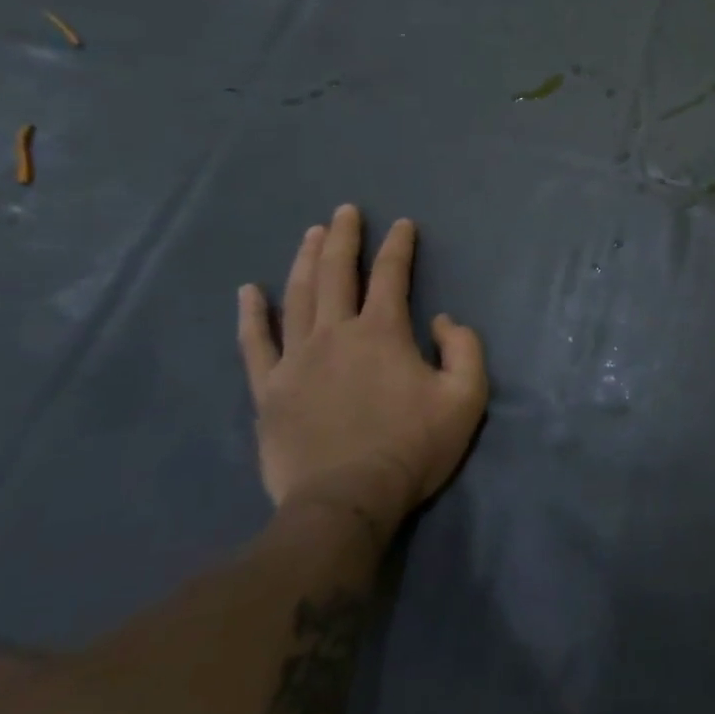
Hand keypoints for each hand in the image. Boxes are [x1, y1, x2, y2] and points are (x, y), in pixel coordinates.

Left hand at [238, 205, 488, 540]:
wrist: (346, 502)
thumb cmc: (412, 447)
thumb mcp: (466, 397)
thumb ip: (464, 348)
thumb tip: (440, 319)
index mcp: (383, 332)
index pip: (391, 275)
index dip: (398, 245)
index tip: (402, 224)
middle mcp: (336, 333)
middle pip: (336, 273)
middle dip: (343, 237)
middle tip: (345, 211)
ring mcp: (296, 360)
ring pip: (297, 296)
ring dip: (305, 260)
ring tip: (311, 234)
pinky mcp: (269, 389)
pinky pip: (255, 343)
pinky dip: (252, 315)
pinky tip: (249, 291)